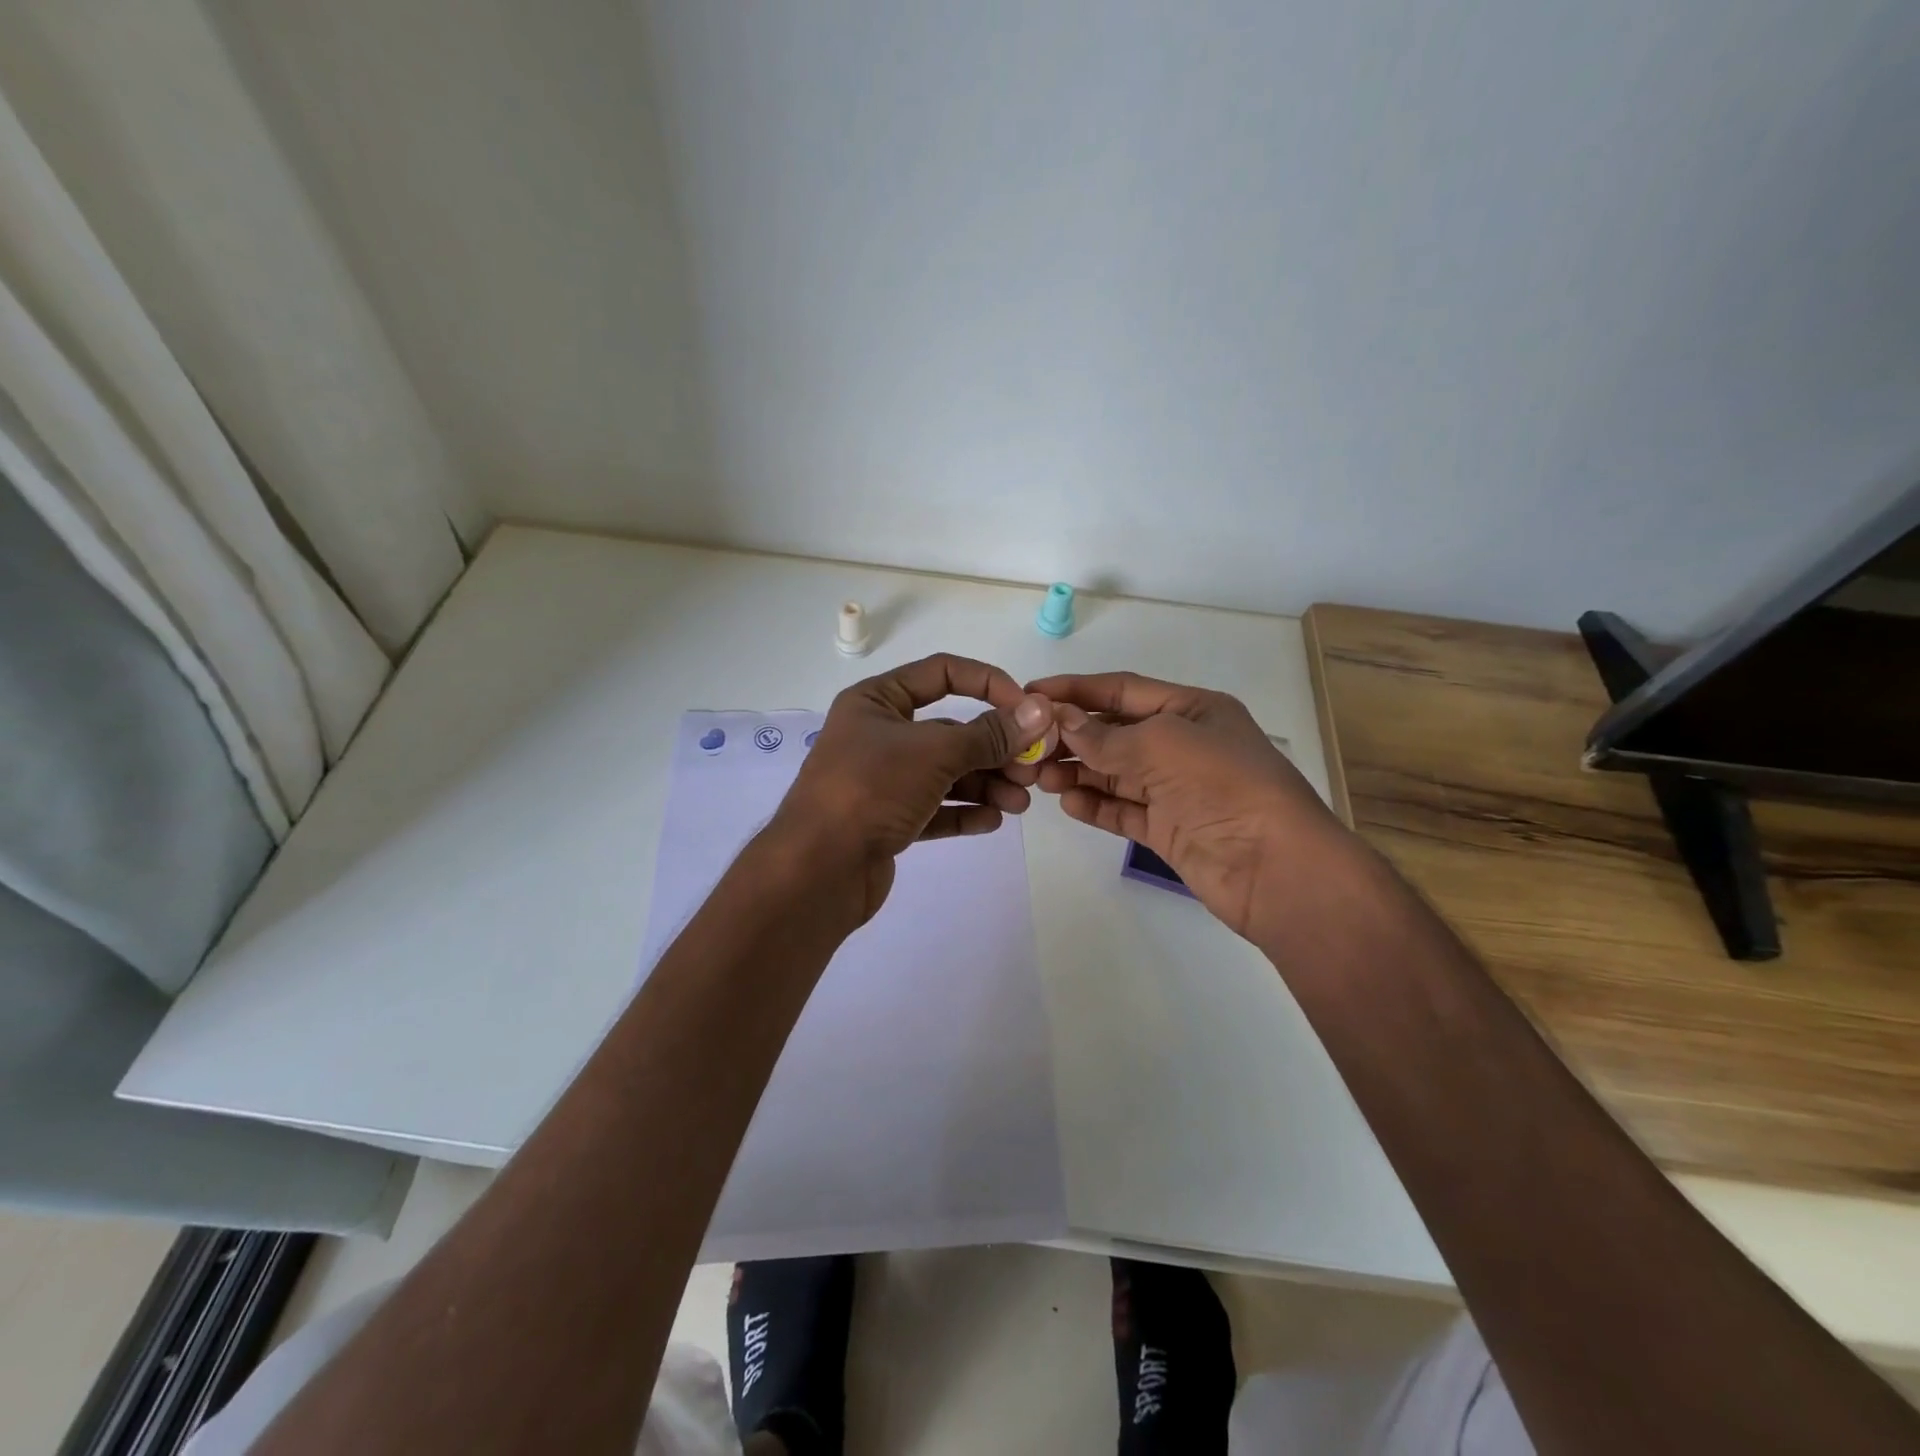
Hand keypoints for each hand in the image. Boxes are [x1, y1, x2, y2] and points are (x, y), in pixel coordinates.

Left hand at [771, 653, 1052, 919]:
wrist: (816, 870)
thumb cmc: (871, 790)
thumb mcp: (934, 753)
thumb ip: (989, 734)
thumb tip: (1041, 712)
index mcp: (877, 701)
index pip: (942, 673)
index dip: (988, 684)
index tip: (1027, 709)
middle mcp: (878, 735)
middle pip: (951, 731)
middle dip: (995, 748)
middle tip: (1033, 769)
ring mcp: (882, 780)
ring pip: (946, 773)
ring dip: (986, 784)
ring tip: (1020, 802)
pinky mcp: (887, 820)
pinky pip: (934, 809)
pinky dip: (964, 812)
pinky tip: (993, 820)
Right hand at [1023, 671, 1347, 941]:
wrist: (1275, 868)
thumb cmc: (1224, 785)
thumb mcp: (1163, 744)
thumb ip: (1106, 736)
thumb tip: (1061, 721)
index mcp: (1192, 709)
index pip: (1123, 691)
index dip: (1077, 690)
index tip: (1031, 692)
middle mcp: (1183, 745)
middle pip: (1116, 732)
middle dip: (1073, 736)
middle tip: (1029, 746)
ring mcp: (1176, 789)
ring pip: (1115, 773)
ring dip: (1078, 772)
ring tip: (1040, 778)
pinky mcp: (1169, 829)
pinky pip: (1123, 810)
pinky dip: (1095, 805)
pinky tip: (1068, 803)